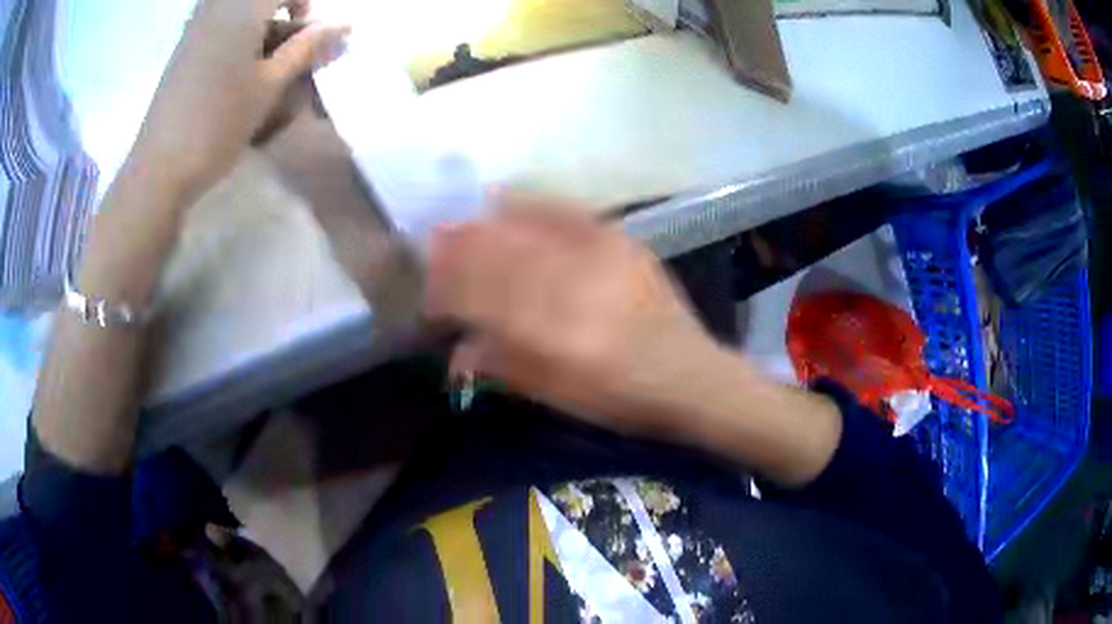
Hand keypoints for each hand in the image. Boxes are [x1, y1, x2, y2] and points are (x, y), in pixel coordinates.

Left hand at [130, 0, 347, 199]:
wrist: (159, 167)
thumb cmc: (218, 123)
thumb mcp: (269, 86)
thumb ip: (306, 49)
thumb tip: (345, 25)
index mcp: (242, 8)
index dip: (304, 3)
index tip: (309, 29)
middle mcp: (217, 7)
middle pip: (259, 0)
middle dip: (282, 10)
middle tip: (288, 42)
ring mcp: (196, 27)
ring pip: (238, 10)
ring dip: (260, 25)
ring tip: (264, 60)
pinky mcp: (183, 48)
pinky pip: (218, 22)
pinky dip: (237, 35)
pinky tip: (237, 68)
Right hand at [426, 195, 719, 434]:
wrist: (691, 376)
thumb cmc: (622, 399)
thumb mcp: (560, 397)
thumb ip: (505, 368)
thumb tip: (456, 351)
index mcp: (556, 336)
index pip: (487, 299)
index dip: (451, 288)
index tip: (428, 286)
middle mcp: (575, 289)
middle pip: (502, 258)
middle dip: (460, 249)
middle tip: (433, 242)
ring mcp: (602, 259)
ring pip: (527, 233)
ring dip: (485, 226)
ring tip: (459, 223)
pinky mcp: (622, 243)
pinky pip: (567, 214)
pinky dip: (531, 205)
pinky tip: (505, 198)